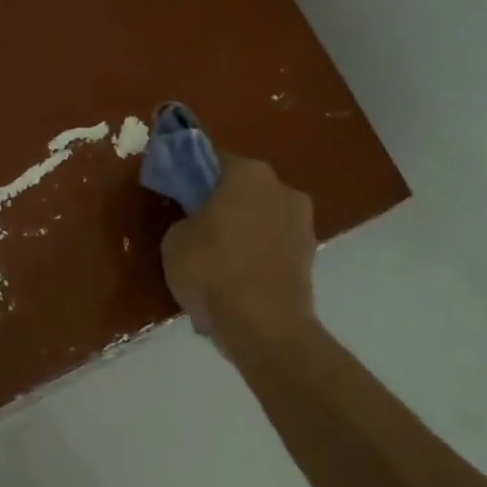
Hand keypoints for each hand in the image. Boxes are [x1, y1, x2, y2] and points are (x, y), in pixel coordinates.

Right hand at [161, 154, 318, 362]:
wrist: (265, 328)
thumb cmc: (213, 271)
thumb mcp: (175, 241)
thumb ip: (185, 219)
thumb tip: (196, 222)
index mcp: (248, 173)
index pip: (212, 159)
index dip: (191, 174)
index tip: (177, 192)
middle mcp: (282, 188)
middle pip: (243, 188)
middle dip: (222, 204)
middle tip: (196, 230)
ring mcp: (303, 223)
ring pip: (262, 218)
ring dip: (244, 231)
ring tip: (219, 265)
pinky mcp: (311, 256)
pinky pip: (274, 247)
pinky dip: (258, 257)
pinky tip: (239, 282)